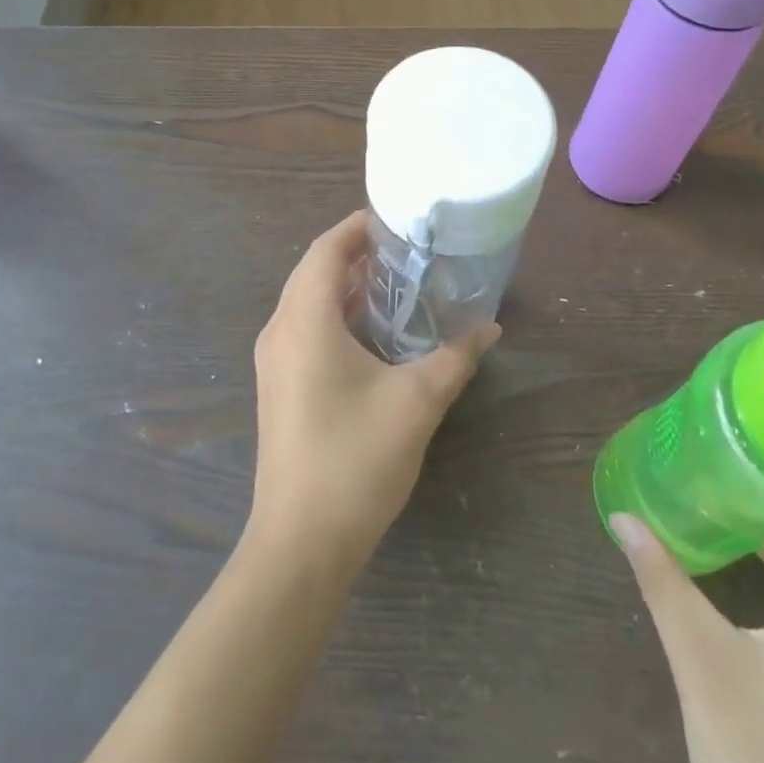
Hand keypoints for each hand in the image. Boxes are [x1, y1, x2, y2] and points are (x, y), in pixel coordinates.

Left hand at [247, 212, 497, 572]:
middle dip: (355, 255)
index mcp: (304, 320)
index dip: (356, 228)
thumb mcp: (417, 401)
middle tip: (405, 252)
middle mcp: (279, 331)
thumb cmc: (356, 459)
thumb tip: (490, 328)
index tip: (396, 220)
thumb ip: (455, 357)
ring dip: (345, 288)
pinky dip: (335, 318)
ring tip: (396, 285)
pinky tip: (373, 335)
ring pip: (307, 303)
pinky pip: (304, 331)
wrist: (300, 542)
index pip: (325, 250)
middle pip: (313, 272)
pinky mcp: (278, 387)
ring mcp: (273, 362)